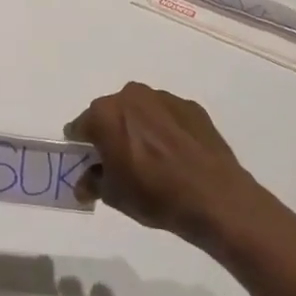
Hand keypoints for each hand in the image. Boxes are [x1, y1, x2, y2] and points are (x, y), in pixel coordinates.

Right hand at [67, 82, 281, 244]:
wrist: (215, 199)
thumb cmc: (154, 195)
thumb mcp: (113, 196)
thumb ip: (93, 182)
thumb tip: (85, 183)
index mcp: (104, 114)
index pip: (80, 126)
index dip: (81, 146)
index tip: (89, 163)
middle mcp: (131, 97)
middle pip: (110, 113)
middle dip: (111, 133)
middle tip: (121, 161)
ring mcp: (164, 99)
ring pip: (140, 111)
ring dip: (139, 128)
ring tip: (153, 159)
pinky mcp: (192, 107)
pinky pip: (167, 116)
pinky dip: (166, 130)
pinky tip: (176, 156)